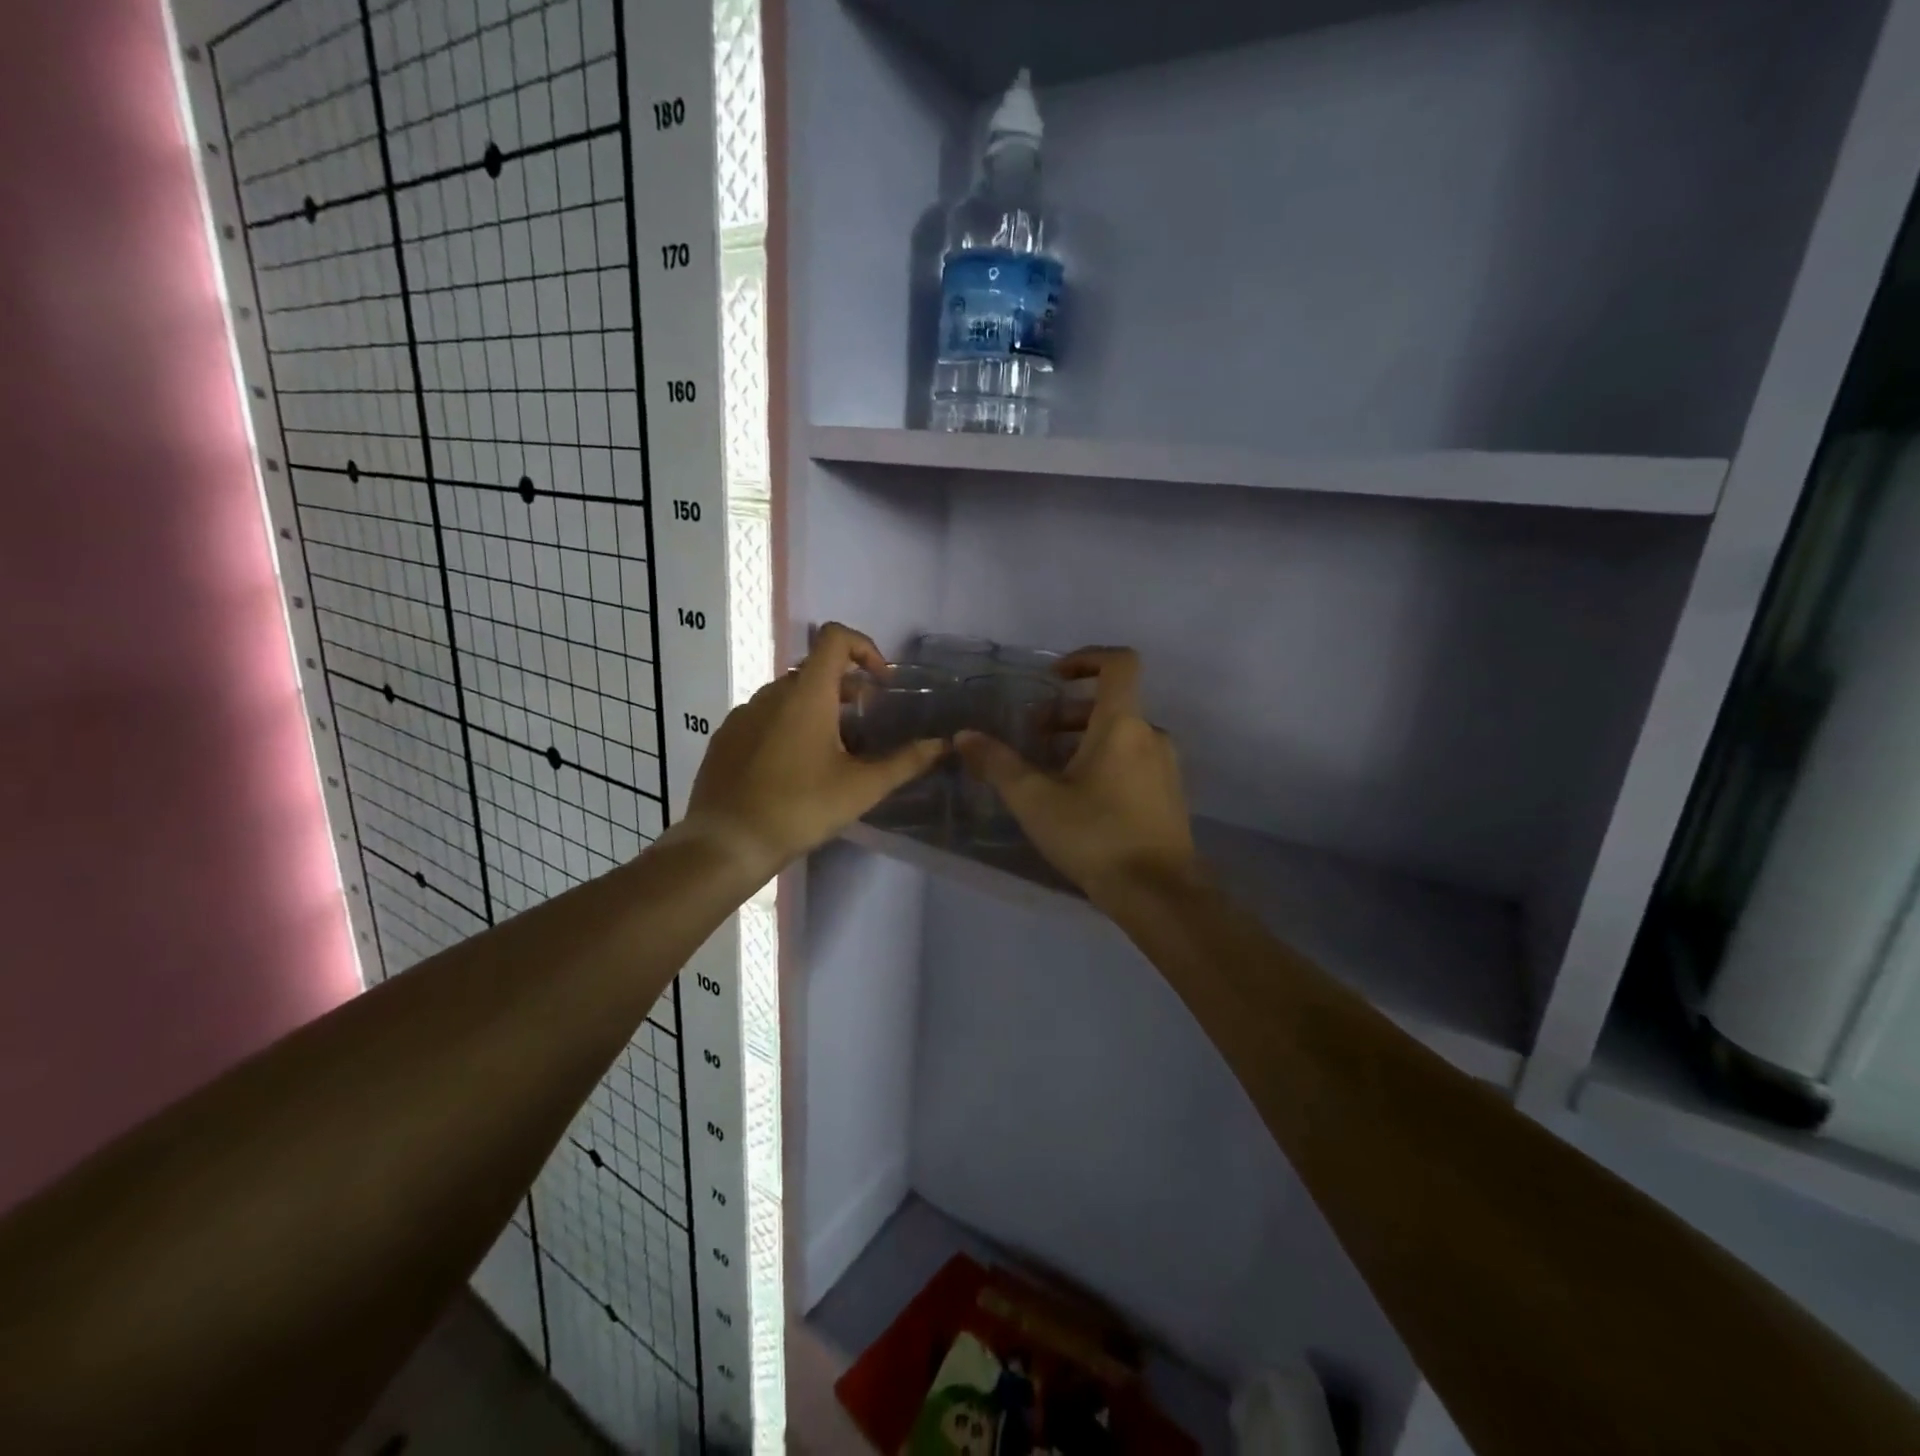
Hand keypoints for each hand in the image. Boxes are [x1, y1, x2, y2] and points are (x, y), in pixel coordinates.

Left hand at [679, 623, 946, 875]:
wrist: (727, 843)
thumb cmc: (800, 808)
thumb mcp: (861, 787)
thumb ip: (905, 762)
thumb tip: (943, 745)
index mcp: (807, 694)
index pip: (835, 637)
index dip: (864, 647)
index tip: (881, 684)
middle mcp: (772, 693)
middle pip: (815, 669)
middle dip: (846, 688)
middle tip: (865, 726)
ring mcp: (743, 713)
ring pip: (789, 694)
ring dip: (817, 708)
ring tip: (833, 751)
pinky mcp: (726, 737)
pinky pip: (764, 716)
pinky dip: (788, 725)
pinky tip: (795, 767)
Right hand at [956, 647, 1199, 905]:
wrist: (1159, 893)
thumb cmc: (1095, 835)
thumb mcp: (1035, 800)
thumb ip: (998, 764)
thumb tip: (964, 736)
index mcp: (1123, 724)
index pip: (1119, 663)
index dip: (1086, 658)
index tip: (1054, 677)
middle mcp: (1150, 735)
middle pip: (1112, 704)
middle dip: (1068, 713)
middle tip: (1034, 736)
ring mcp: (1165, 766)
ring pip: (1122, 735)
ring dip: (1084, 740)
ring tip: (1049, 770)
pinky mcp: (1168, 795)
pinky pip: (1134, 761)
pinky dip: (1105, 762)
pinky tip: (1078, 798)